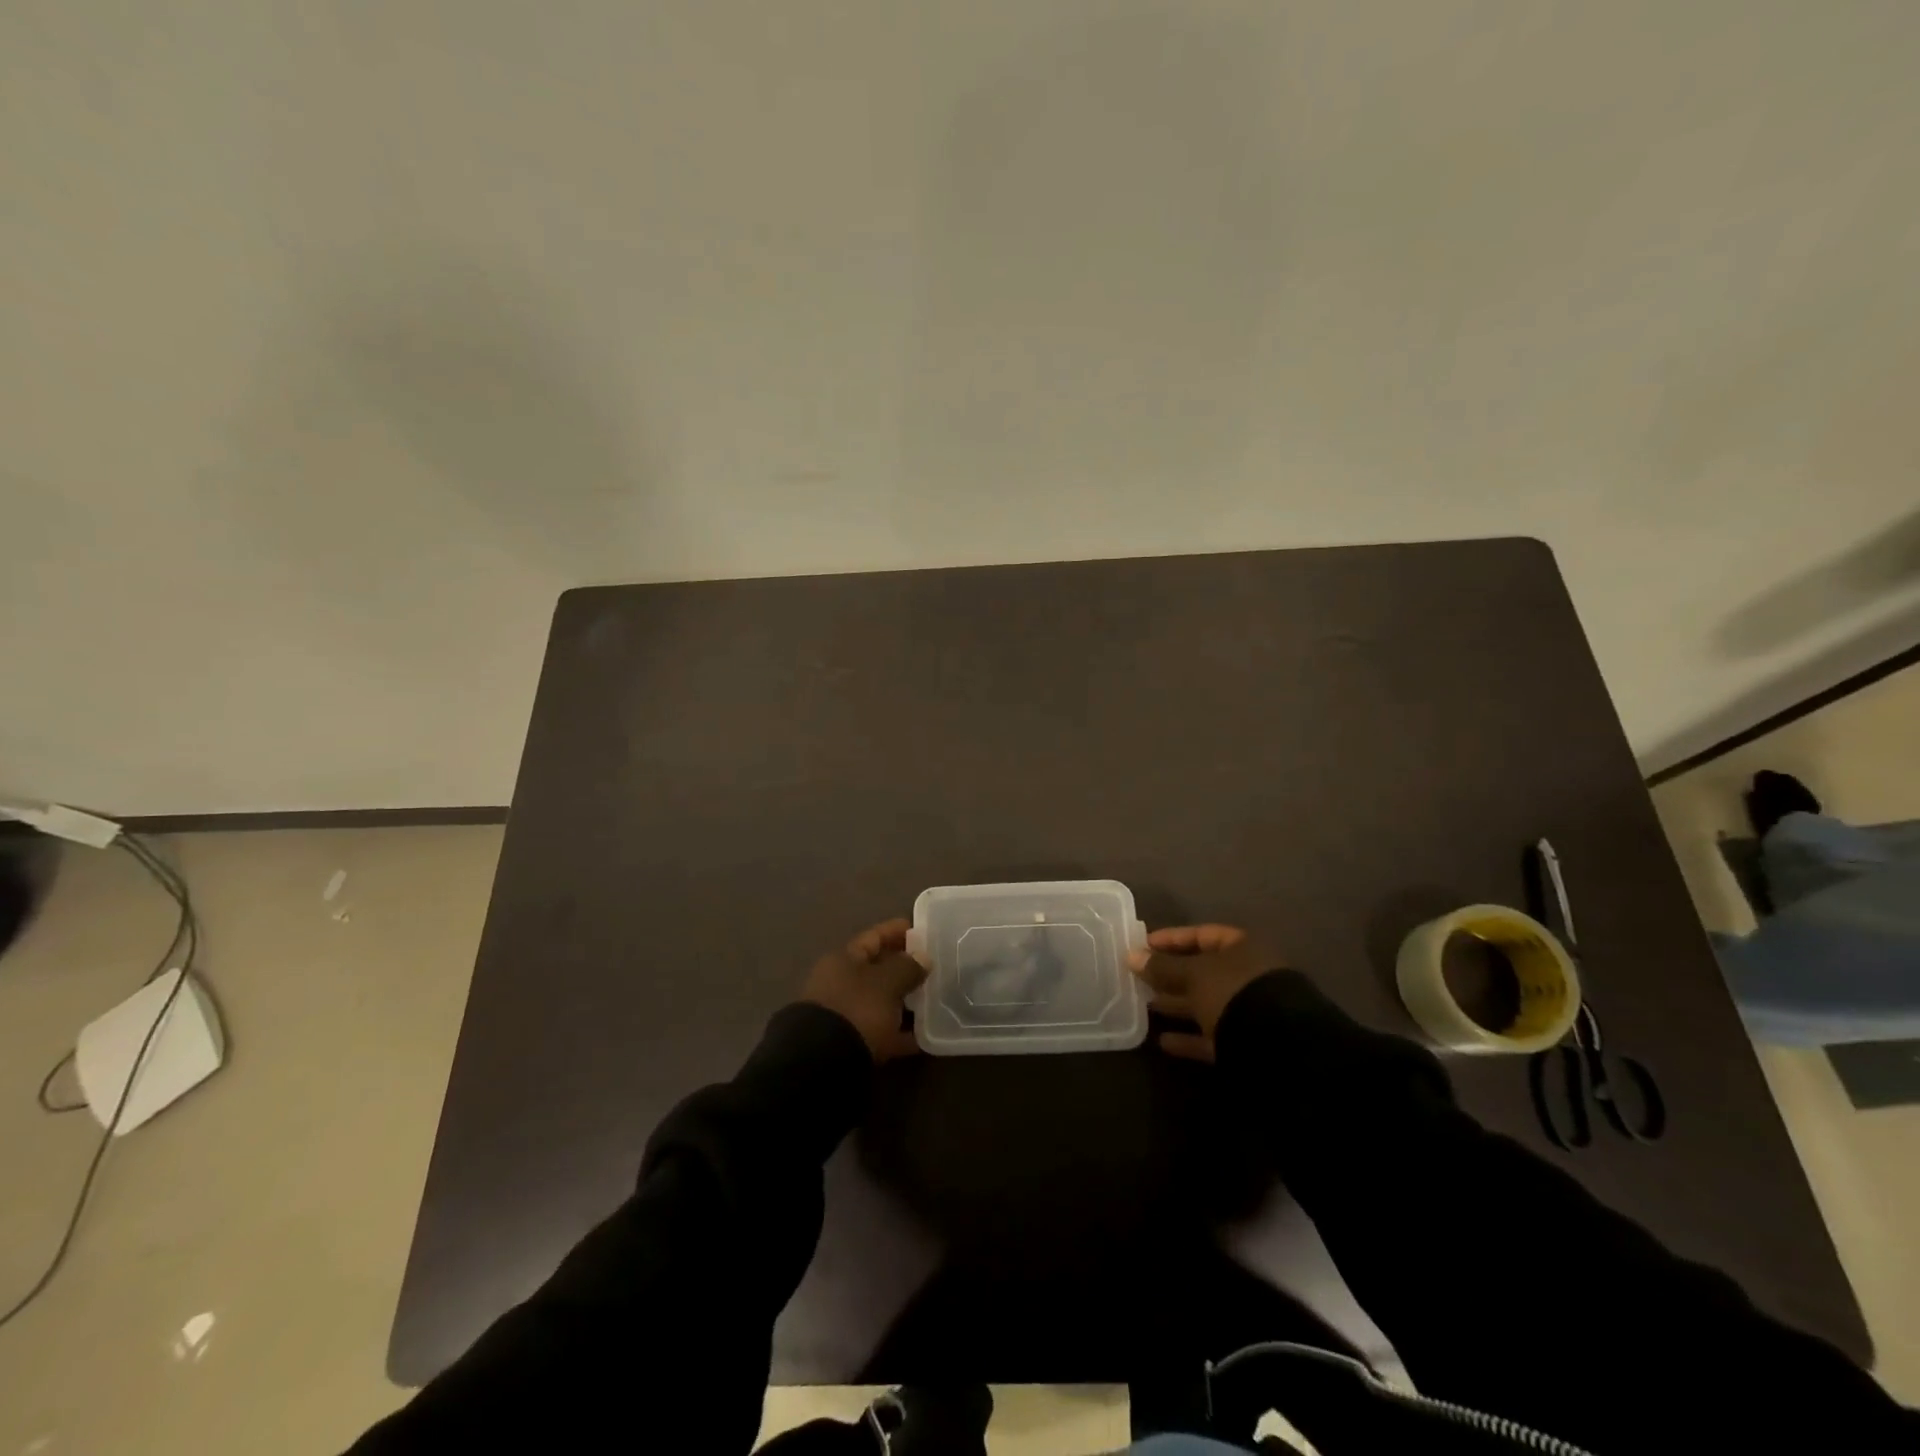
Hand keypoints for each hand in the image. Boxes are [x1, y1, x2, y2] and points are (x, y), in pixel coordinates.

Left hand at [801, 918, 926, 1061]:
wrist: (821, 1065)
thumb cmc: (856, 1009)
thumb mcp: (886, 983)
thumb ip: (907, 967)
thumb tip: (923, 957)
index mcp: (843, 960)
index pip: (873, 937)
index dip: (897, 931)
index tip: (922, 929)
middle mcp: (840, 983)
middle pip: (876, 970)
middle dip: (904, 968)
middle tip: (934, 966)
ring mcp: (843, 1015)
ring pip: (880, 1002)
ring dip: (904, 1001)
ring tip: (934, 1000)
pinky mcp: (850, 1045)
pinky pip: (881, 1032)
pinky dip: (900, 1033)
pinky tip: (924, 1037)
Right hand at [1134, 923, 1275, 1062]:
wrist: (1277, 1047)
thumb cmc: (1233, 992)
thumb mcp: (1193, 974)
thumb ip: (1162, 966)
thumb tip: (1131, 956)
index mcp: (1241, 949)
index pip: (1202, 935)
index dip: (1172, 939)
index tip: (1143, 946)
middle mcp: (1247, 976)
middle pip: (1203, 970)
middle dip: (1170, 974)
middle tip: (1138, 977)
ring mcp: (1248, 1010)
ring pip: (1205, 1003)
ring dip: (1176, 1005)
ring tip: (1144, 1005)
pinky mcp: (1245, 1043)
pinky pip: (1212, 1035)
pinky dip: (1188, 1038)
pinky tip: (1163, 1041)